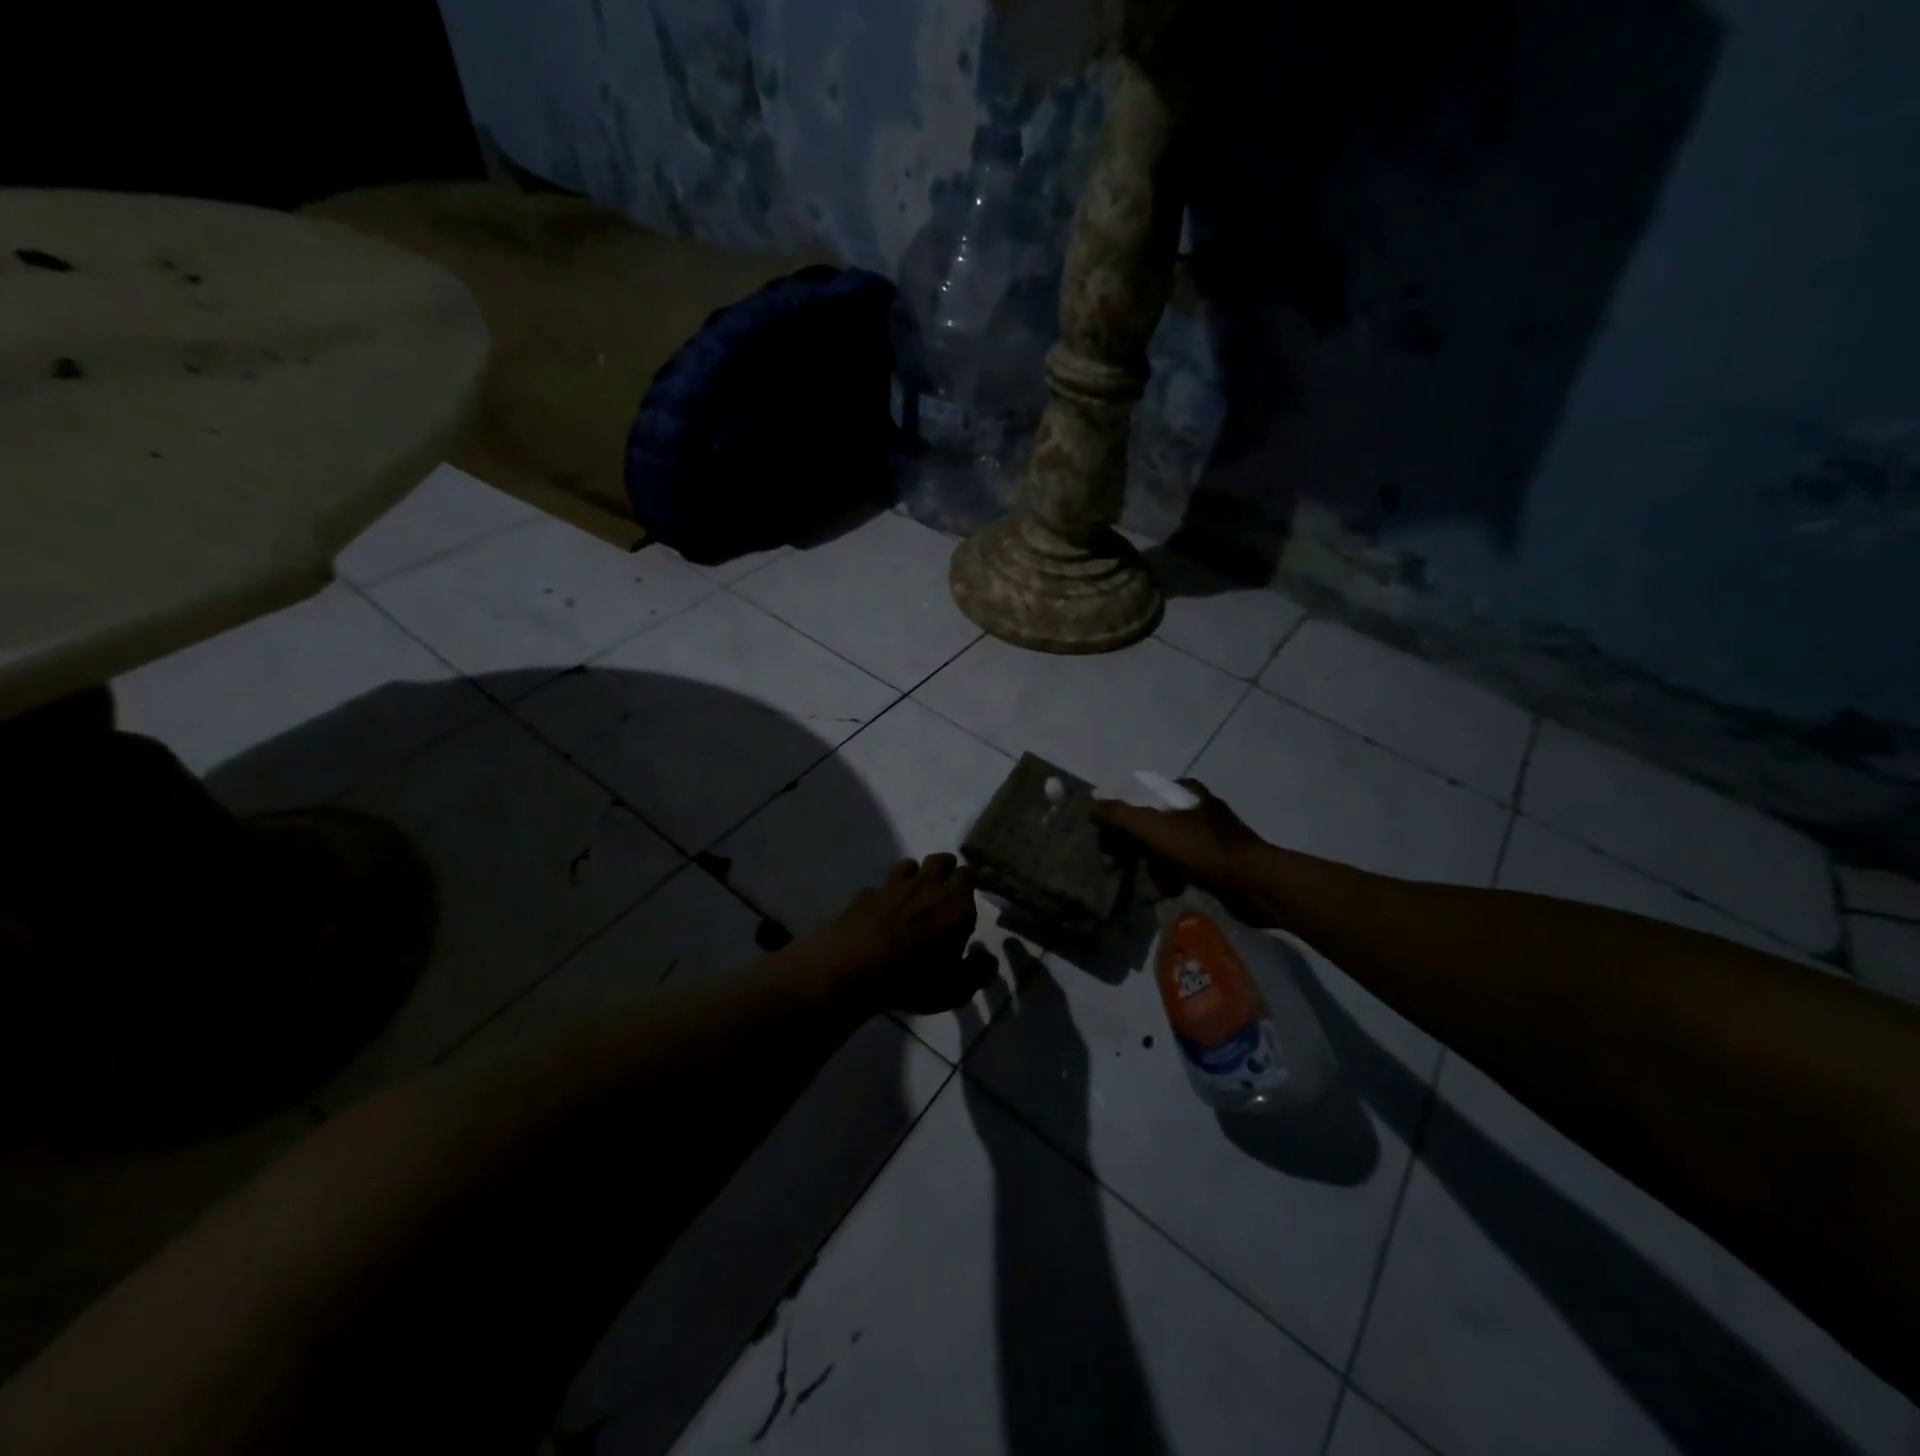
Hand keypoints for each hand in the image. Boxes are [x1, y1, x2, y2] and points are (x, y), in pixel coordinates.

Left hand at [797, 854, 988, 1015]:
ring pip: (909, 865)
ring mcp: (892, 886)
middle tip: (944, 882)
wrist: (853, 969)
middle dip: (945, 867)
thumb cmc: (913, 980)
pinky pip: (879, 887)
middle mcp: (927, 887)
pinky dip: (883, 895)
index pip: (967, 875)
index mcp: (955, 906)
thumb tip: (986, 957)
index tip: (967, 888)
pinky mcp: (865, 894)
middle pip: (940, 860)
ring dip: (914, 874)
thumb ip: (977, 972)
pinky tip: (879, 910)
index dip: (967, 879)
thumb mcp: (955, 990)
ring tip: (912, 891)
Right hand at [1090, 779, 1274, 925]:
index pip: (1136, 799)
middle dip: (1128, 848)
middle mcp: (1195, 807)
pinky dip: (1168, 879)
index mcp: (1182, 791)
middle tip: (1112, 868)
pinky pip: (1180, 866)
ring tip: (1147, 891)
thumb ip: (1117, 815)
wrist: (1254, 883)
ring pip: (1162, 849)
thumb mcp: (1152, 828)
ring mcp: (1208, 835)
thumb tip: (1092, 808)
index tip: (1105, 845)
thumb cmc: (1200, 850)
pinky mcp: (1216, 861)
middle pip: (1147, 824)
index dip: (1115, 821)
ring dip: (1147, 869)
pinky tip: (1163, 895)